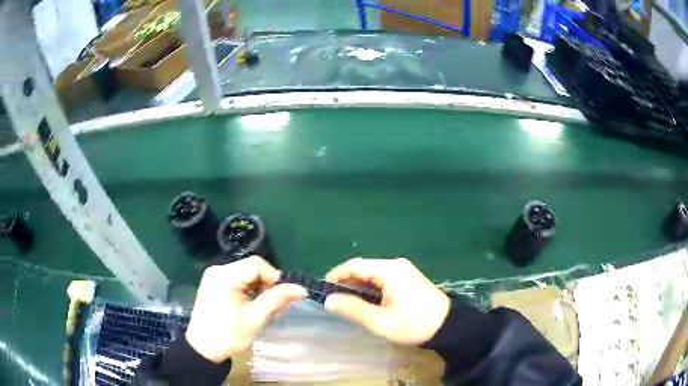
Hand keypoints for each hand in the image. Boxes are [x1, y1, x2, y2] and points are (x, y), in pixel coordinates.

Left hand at [185, 256, 306, 362]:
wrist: (203, 349)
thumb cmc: (229, 335)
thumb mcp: (256, 318)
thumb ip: (277, 299)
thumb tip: (302, 289)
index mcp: (225, 276)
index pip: (257, 264)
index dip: (273, 278)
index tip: (279, 298)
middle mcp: (217, 270)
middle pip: (251, 267)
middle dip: (266, 284)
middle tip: (275, 307)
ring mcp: (213, 276)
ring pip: (245, 273)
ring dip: (258, 287)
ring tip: (264, 308)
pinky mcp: (212, 283)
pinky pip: (236, 278)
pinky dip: (247, 289)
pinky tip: (251, 304)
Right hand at [324, 257, 449, 345]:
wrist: (449, 326)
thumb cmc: (414, 324)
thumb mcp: (381, 321)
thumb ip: (353, 309)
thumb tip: (329, 300)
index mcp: (389, 270)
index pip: (354, 265)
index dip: (336, 275)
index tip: (323, 289)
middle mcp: (396, 264)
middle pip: (364, 268)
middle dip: (347, 282)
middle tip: (334, 300)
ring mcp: (404, 270)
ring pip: (373, 273)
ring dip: (359, 286)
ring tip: (348, 303)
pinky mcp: (409, 278)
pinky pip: (384, 278)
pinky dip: (371, 287)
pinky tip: (368, 302)